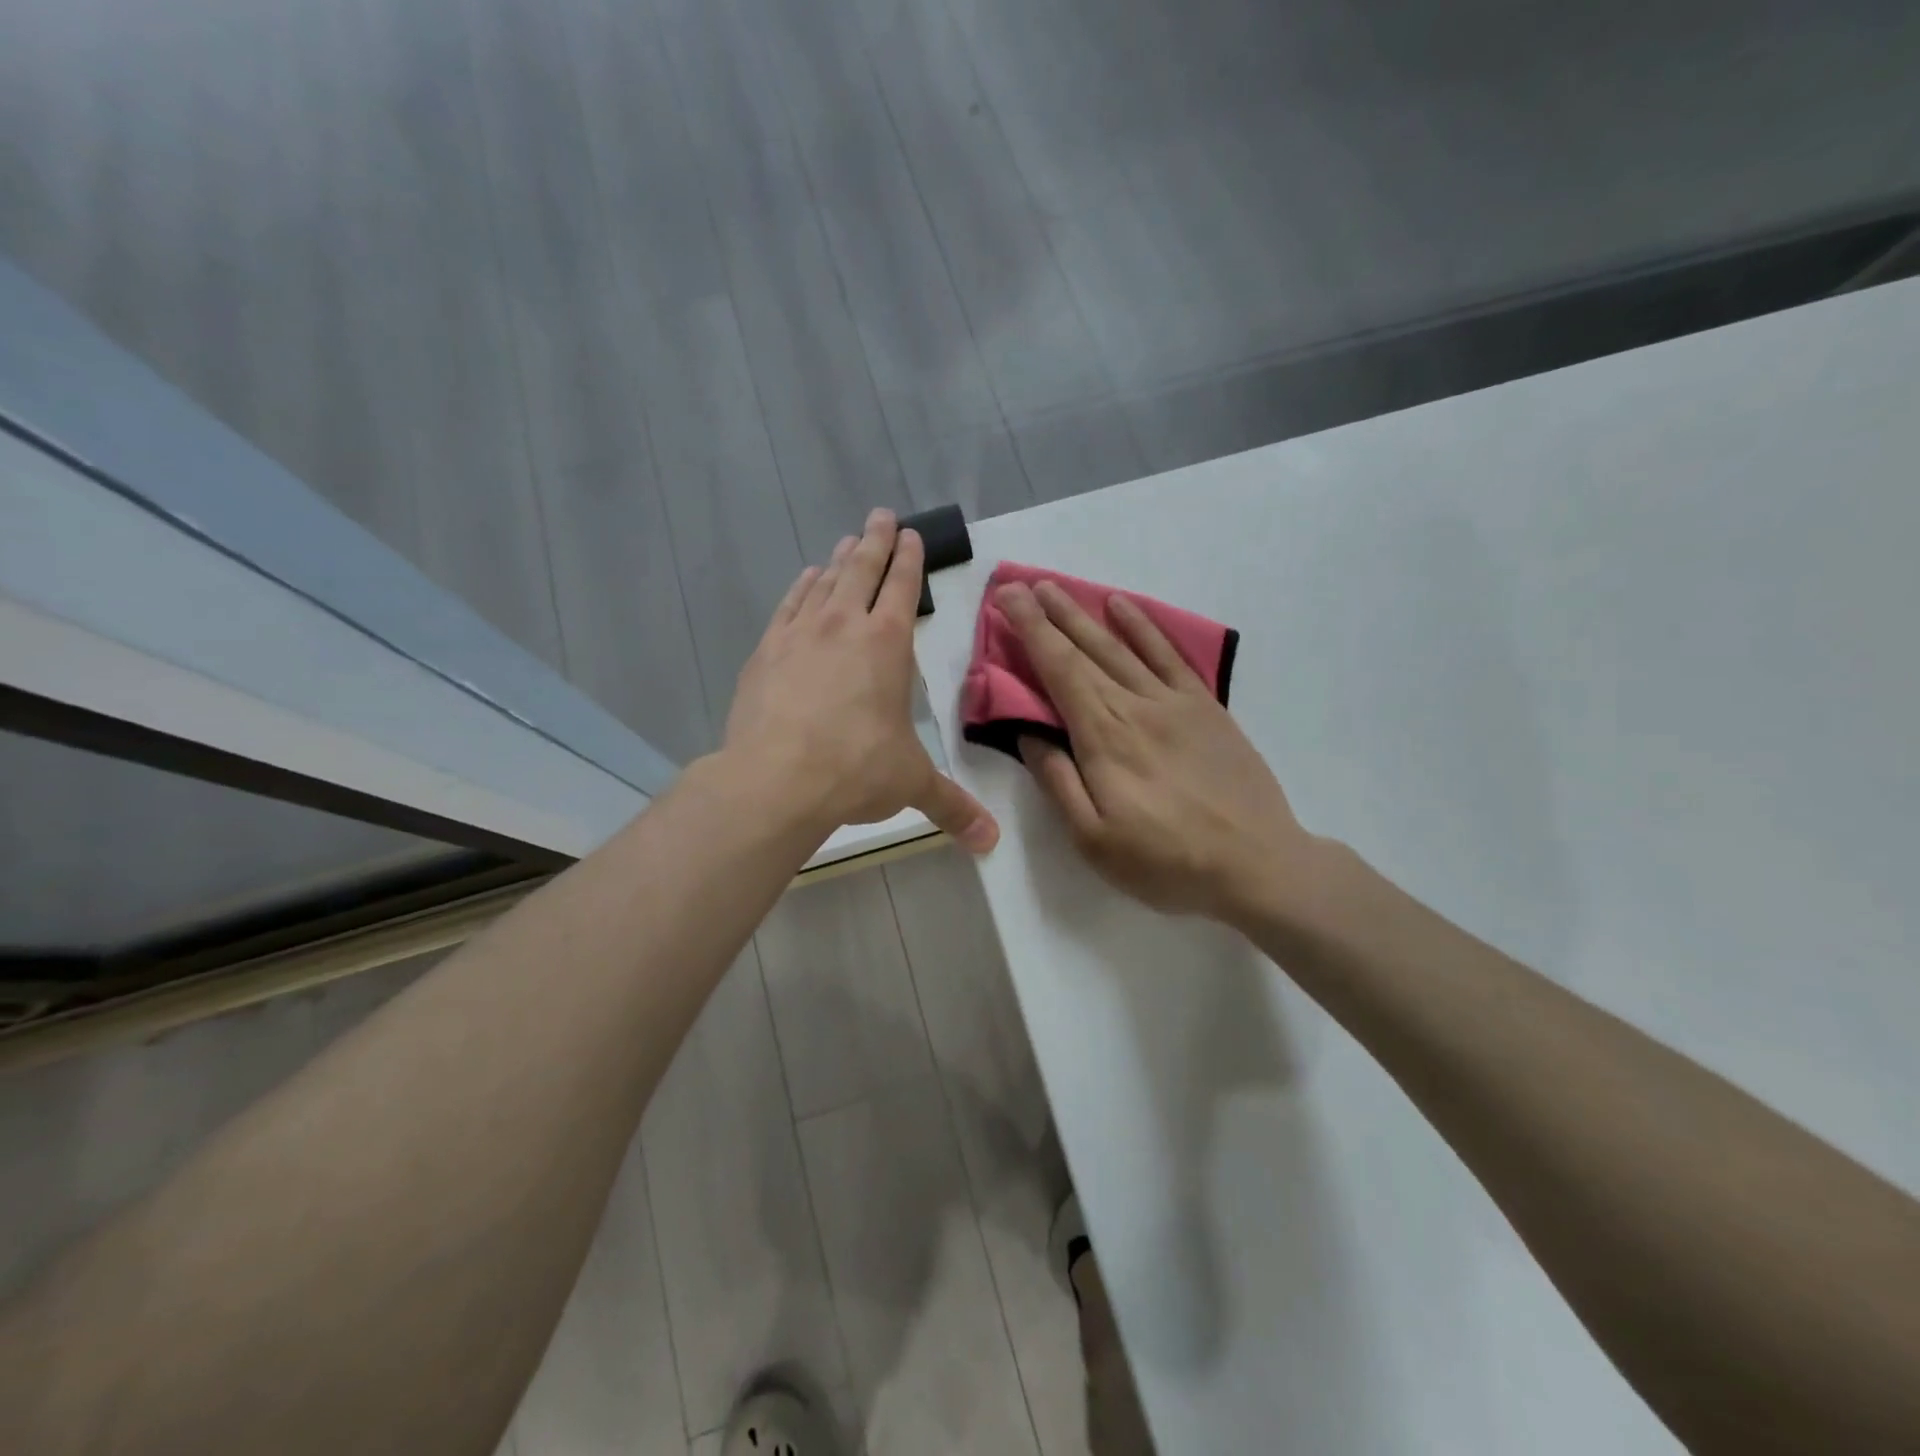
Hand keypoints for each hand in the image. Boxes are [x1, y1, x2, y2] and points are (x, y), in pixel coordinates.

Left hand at [725, 509, 998, 852]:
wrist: (775, 779)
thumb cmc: (855, 770)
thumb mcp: (911, 783)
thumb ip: (953, 806)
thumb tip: (991, 843)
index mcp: (887, 644)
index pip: (901, 587)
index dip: (909, 559)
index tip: (910, 534)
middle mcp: (843, 625)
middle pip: (861, 569)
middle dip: (874, 541)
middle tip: (880, 515)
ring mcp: (799, 634)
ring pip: (823, 582)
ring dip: (838, 559)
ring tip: (846, 542)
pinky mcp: (765, 652)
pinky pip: (788, 606)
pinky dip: (800, 589)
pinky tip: (804, 581)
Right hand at [997, 580, 1315, 922]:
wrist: (1258, 864)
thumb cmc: (1167, 861)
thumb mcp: (1094, 840)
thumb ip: (1058, 782)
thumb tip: (1028, 735)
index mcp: (1103, 736)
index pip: (1058, 669)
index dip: (1030, 631)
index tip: (1007, 599)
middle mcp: (1136, 706)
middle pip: (1086, 649)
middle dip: (1049, 614)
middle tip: (1022, 584)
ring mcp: (1175, 702)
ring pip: (1122, 646)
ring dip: (1087, 614)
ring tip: (1059, 589)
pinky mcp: (1206, 707)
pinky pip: (1170, 655)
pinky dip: (1145, 627)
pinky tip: (1125, 608)